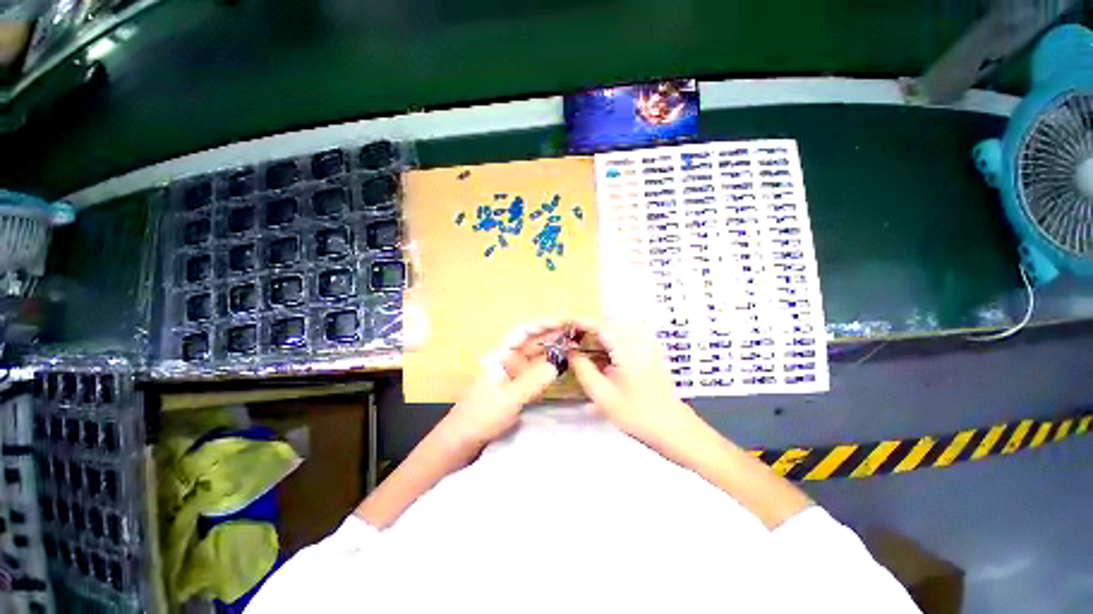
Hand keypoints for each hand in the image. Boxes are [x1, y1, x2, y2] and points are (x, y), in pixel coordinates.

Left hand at [444, 322, 563, 448]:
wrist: (462, 440)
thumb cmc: (480, 416)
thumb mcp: (507, 399)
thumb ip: (532, 381)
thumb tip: (556, 364)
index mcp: (500, 355)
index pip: (522, 332)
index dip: (542, 324)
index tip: (562, 321)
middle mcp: (506, 359)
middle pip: (531, 341)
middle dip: (551, 335)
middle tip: (575, 332)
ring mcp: (512, 372)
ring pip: (535, 355)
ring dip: (552, 349)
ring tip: (573, 344)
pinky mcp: (516, 385)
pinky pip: (535, 370)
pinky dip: (548, 365)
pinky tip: (561, 363)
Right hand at [568, 319, 698, 452]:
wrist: (675, 429)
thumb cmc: (638, 415)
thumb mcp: (604, 397)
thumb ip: (584, 371)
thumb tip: (571, 352)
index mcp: (627, 350)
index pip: (601, 325)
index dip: (582, 322)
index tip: (566, 325)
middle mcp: (639, 342)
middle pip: (610, 323)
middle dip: (589, 327)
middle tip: (572, 337)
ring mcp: (647, 347)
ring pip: (618, 329)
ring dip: (600, 333)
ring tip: (584, 345)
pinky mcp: (650, 354)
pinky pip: (627, 338)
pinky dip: (611, 340)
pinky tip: (603, 355)